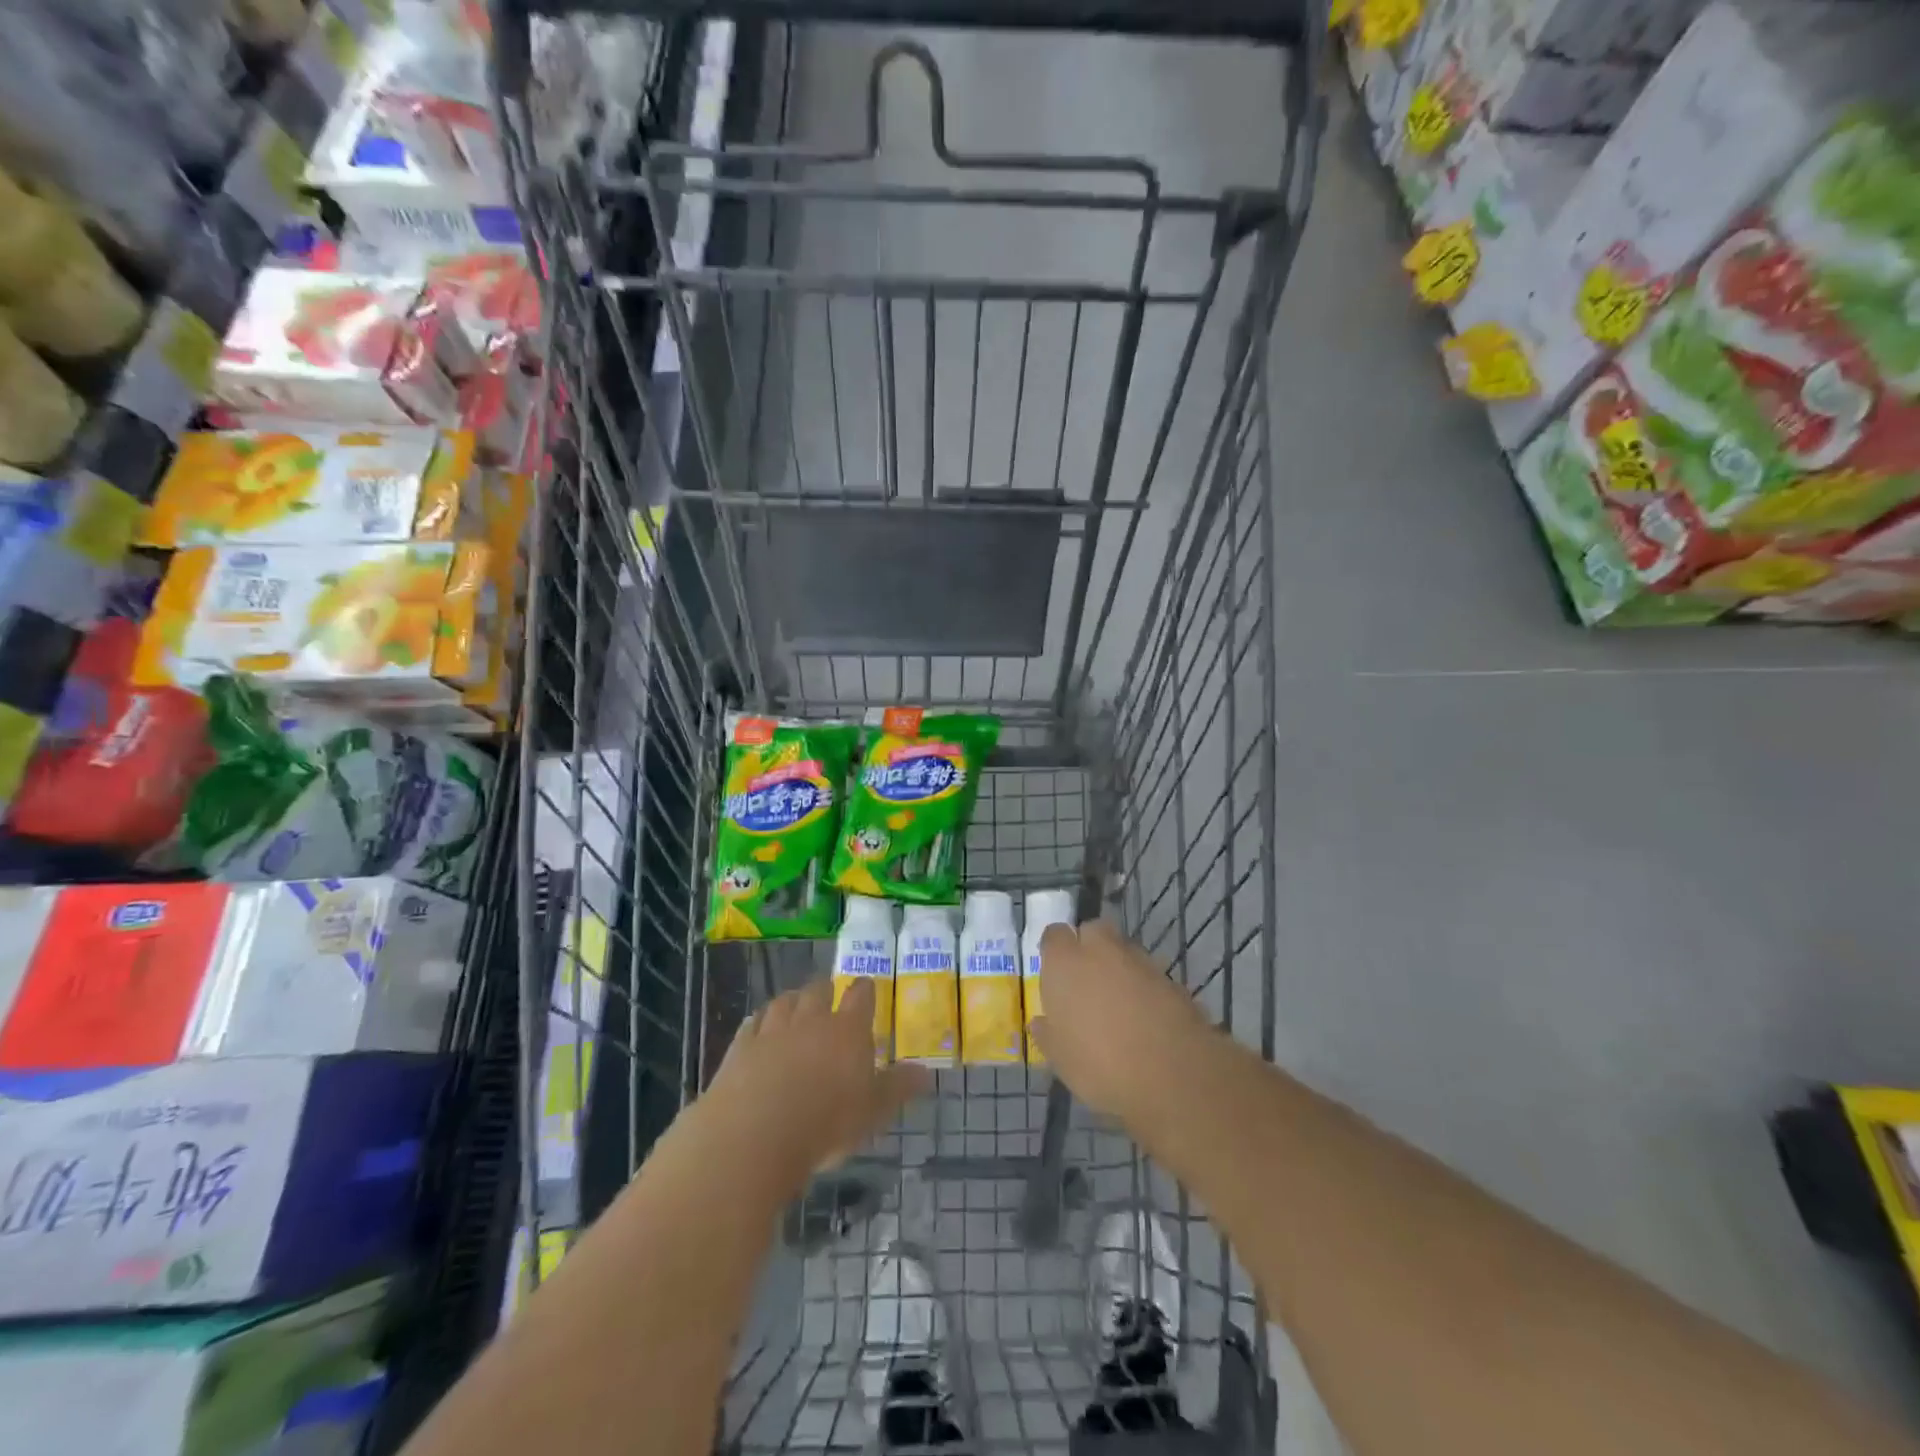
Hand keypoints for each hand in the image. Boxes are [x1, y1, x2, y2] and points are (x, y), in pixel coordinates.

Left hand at [702, 977, 930, 1187]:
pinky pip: (753, 1022)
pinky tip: (760, 1027)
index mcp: (848, 1030)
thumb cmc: (826, 1124)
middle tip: (830, 997)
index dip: (865, 989)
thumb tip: (926, 1072)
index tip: (867, 986)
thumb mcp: (873, 1112)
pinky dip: (760, 1021)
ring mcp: (773, 1029)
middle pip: (819, 990)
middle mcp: (811, 1019)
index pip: (861, 996)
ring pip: (784, 1001)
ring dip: (793, 1001)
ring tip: (796, 1006)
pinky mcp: (741, 1046)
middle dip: (826, 991)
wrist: (755, 1134)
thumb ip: (898, 1088)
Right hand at [1031, 920, 1211, 1119]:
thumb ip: (1047, 1033)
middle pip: (1093, 930)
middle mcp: (1101, 951)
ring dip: (1119, 968)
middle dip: (1089, 947)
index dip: (1054, 951)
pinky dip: (1145, 988)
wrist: (1171, 1075)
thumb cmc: (1099, 1064)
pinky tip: (1146, 1018)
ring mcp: (1140, 962)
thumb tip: (1041, 1022)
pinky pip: (1150, 975)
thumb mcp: (1059, 1058)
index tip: (1055, 973)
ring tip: (1119, 1004)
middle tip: (1086, 981)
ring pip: (1124, 951)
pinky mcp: (1171, 979)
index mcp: (1065, 962)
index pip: (1054, 935)